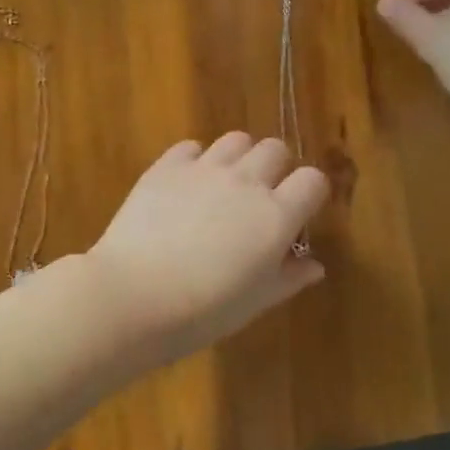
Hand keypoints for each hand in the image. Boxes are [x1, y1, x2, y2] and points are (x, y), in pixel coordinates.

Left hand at [84, 133, 330, 364]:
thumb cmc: (204, 310)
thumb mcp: (256, 302)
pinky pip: (191, 146)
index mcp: (276, 216)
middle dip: (276, 168)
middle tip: (261, 196)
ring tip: (225, 183)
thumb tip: (314, 264)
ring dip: (239, 157)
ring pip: (236, 139)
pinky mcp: (167, 165)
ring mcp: (204, 168)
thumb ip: (289, 277)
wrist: (136, 293)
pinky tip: (186, 184)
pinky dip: (195, 159)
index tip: (299, 210)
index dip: (310, 192)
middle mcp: (246, 182)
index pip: (313, 180)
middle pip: (275, 149)